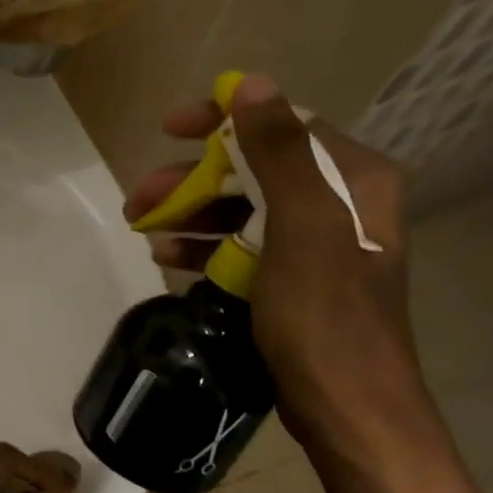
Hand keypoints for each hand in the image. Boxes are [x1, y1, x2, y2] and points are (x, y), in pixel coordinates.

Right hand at [124, 75, 440, 471]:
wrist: (347, 406)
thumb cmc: (325, 315)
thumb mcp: (302, 227)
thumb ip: (279, 152)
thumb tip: (252, 85)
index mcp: (352, 179)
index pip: (282, 126)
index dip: (223, 120)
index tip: (169, 128)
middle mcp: (339, 203)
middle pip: (254, 170)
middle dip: (193, 180)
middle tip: (139, 197)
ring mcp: (315, 245)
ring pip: (243, 211)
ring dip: (191, 214)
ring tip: (141, 227)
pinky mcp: (293, 281)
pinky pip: (242, 248)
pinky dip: (205, 248)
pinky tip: (167, 257)